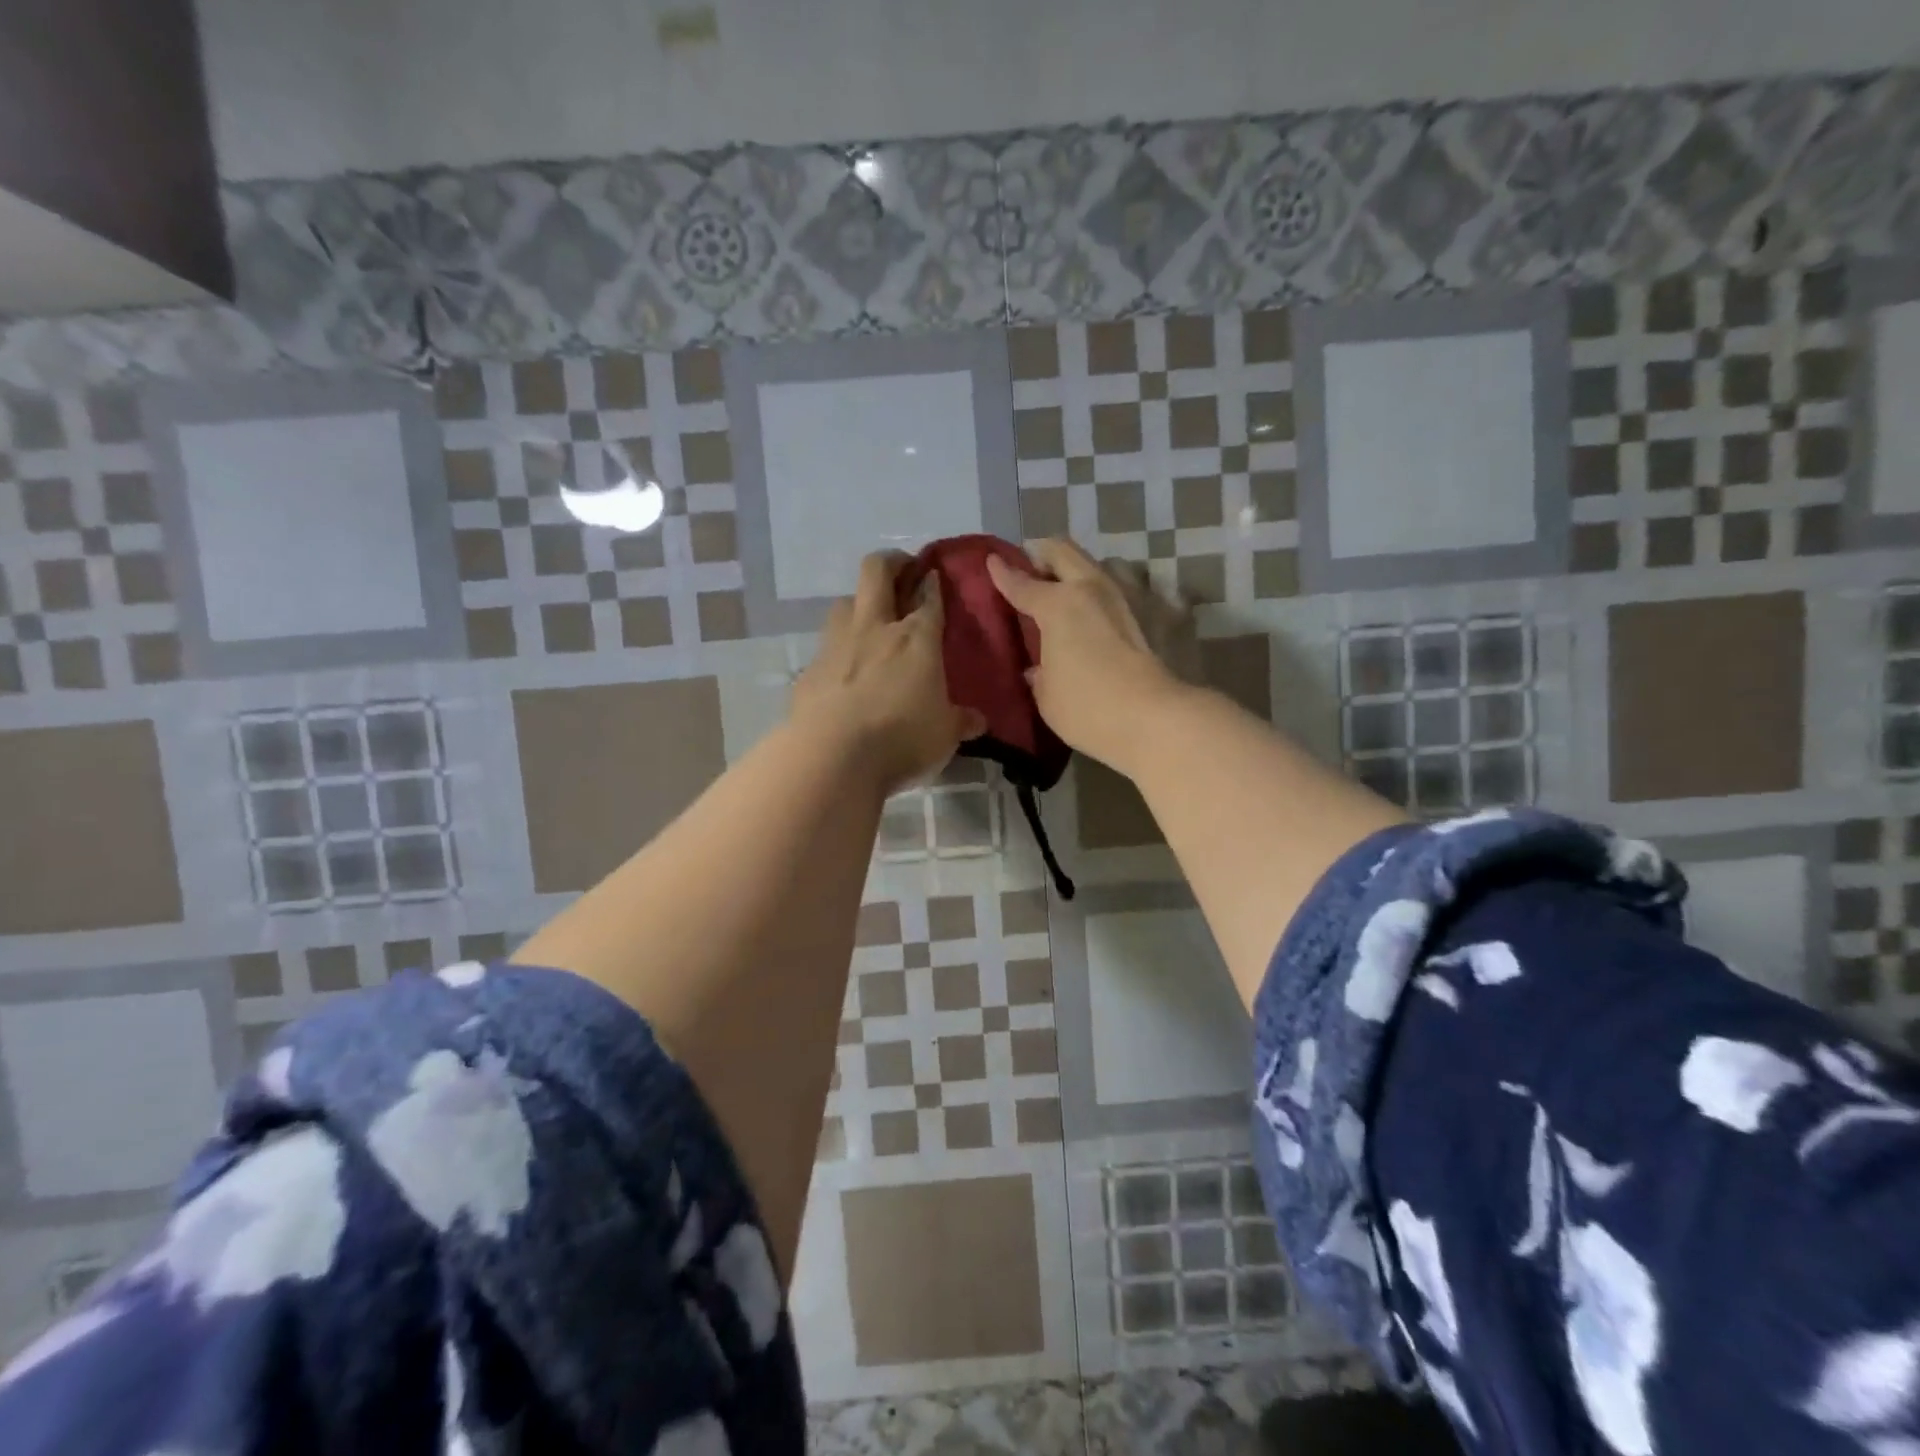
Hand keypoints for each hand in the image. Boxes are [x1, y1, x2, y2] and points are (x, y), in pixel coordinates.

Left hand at [792, 552, 986, 794]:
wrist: (832, 755)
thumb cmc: (901, 738)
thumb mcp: (944, 735)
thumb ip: (960, 721)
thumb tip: (977, 720)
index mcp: (916, 638)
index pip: (929, 597)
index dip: (934, 582)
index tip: (935, 575)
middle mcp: (875, 628)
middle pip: (877, 571)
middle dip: (892, 563)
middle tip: (903, 572)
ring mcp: (837, 644)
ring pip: (845, 601)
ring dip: (860, 602)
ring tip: (871, 619)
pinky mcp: (810, 669)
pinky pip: (826, 645)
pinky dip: (838, 647)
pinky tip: (844, 669)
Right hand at [986, 538, 1187, 772]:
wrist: (1155, 719)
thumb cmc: (1088, 709)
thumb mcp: (1047, 696)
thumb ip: (1040, 674)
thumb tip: (1039, 668)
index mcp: (1058, 605)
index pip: (1022, 584)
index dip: (1002, 573)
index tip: (991, 562)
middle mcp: (1093, 588)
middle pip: (1063, 552)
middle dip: (1043, 554)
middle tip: (1032, 568)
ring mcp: (1131, 595)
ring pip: (1103, 563)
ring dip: (1084, 571)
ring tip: (1077, 591)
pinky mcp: (1162, 611)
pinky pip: (1135, 590)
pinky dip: (1119, 596)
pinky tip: (1117, 614)